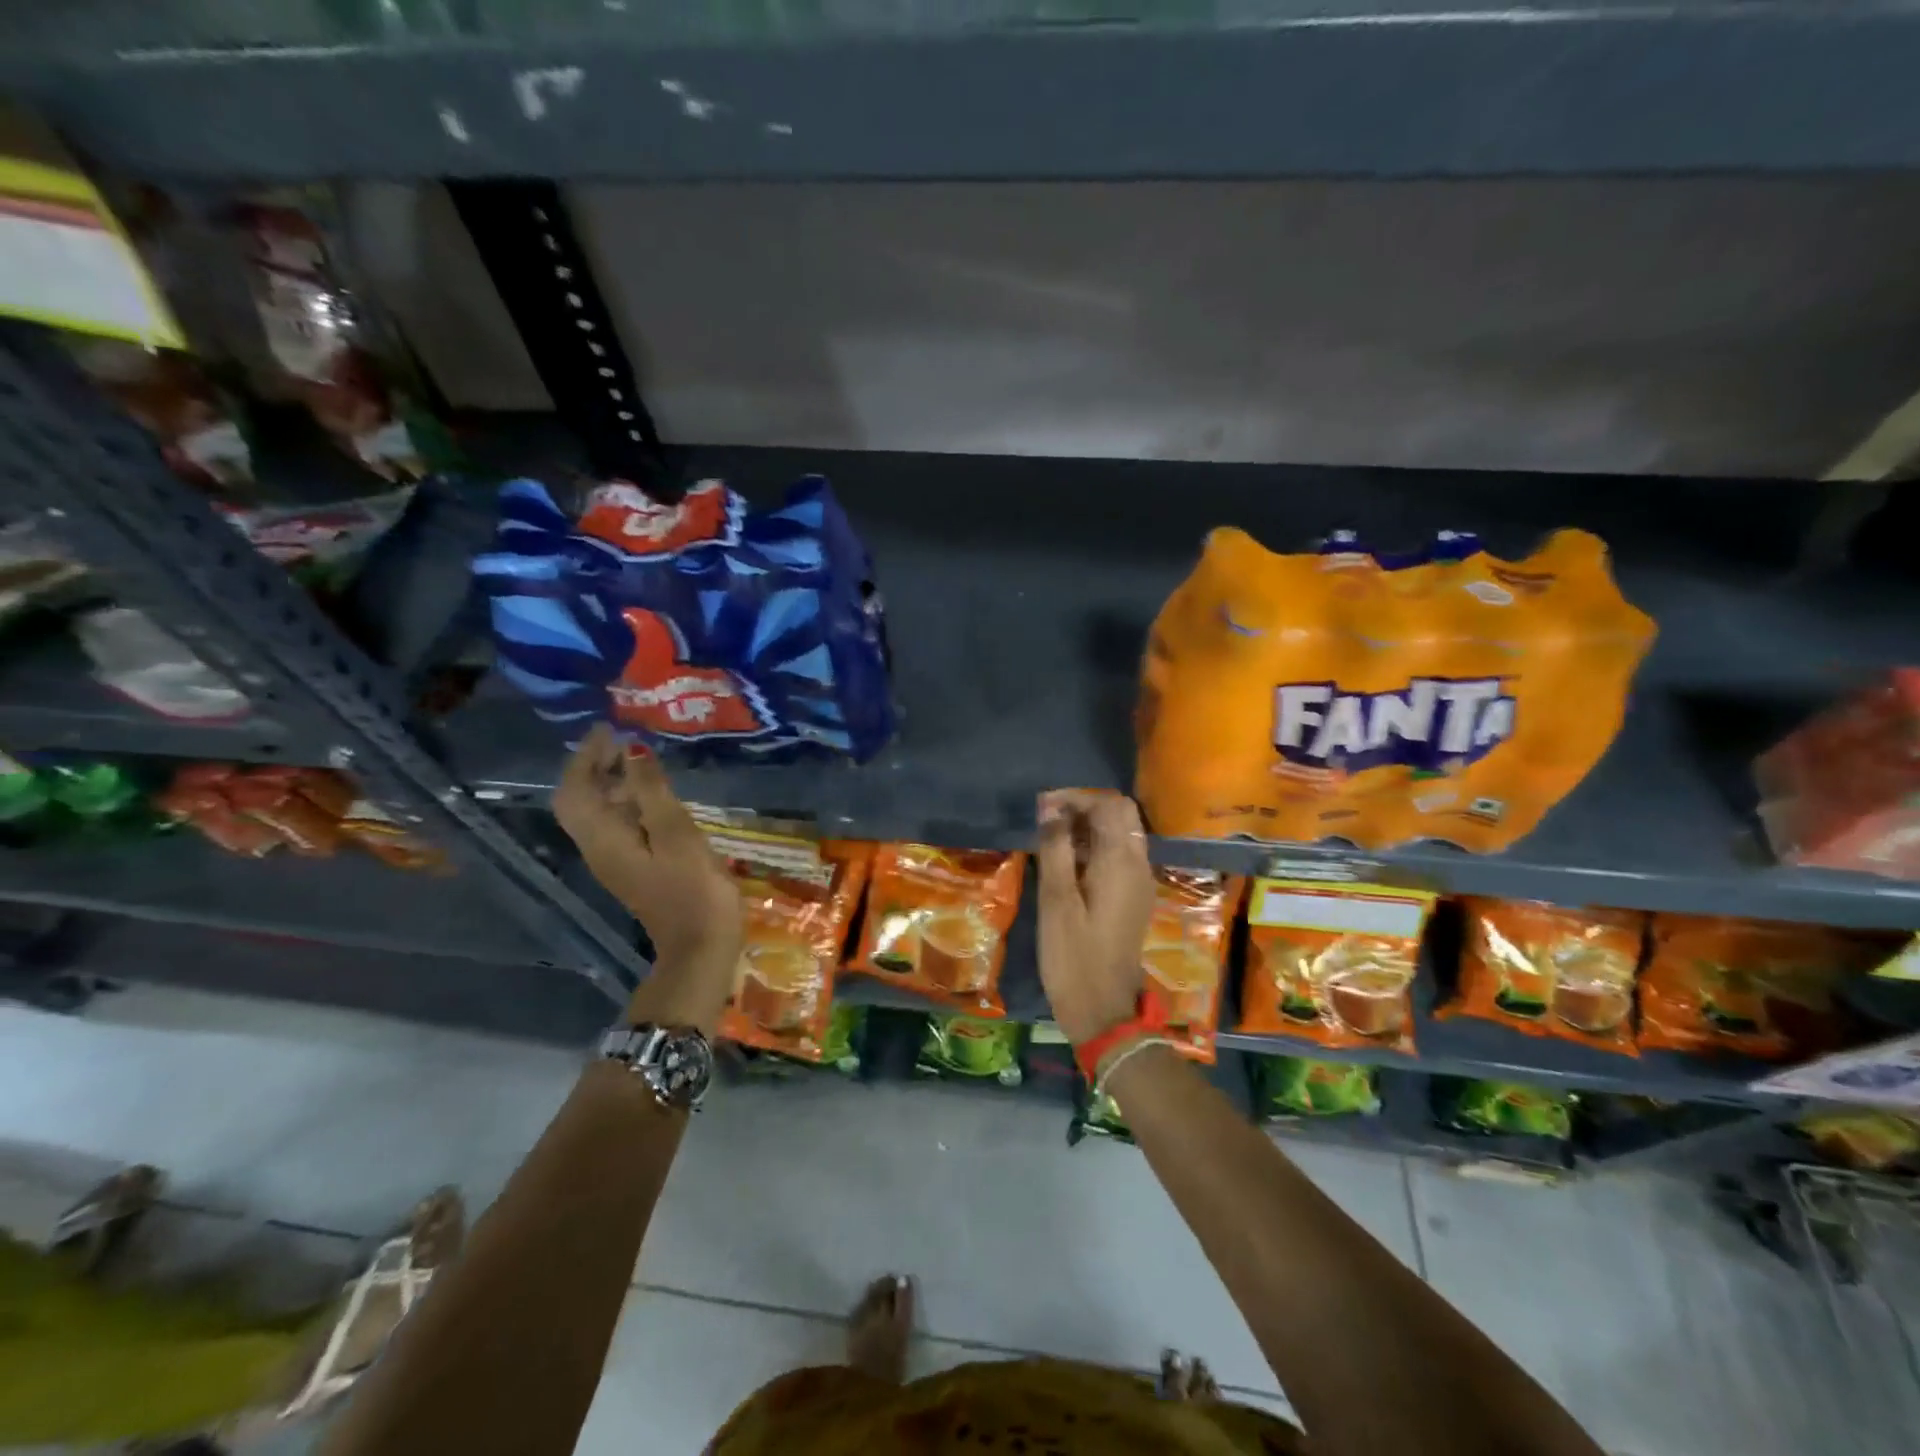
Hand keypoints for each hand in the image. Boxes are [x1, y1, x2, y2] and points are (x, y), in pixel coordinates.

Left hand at [553, 725, 742, 1002]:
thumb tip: (631, 749)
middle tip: (622, 740)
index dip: (585, 756)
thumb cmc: (693, 888)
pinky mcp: (634, 869)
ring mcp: (615, 862)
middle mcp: (598, 848)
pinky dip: (626, 803)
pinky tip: (655, 797)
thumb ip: (652, 790)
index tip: (608, 728)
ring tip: (642, 760)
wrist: (701, 947)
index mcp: (603, 838)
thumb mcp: (676, 832)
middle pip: (580, 800)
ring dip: (611, 783)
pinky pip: (617, 826)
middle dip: (594, 766)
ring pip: (598, 813)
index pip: (575, 789)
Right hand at [1034, 790, 1155, 1045]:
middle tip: (1048, 823)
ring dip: (1089, 828)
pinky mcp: (1134, 897)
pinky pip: (1120, 856)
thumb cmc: (1073, 955)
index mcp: (1121, 861)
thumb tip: (1051, 808)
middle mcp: (1138, 865)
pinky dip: (1096, 848)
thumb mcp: (1056, 900)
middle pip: (1120, 815)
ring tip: (1052, 842)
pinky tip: (1068, 865)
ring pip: (1121, 834)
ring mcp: (1140, 882)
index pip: (1109, 805)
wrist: (1103, 1009)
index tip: (1043, 808)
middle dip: (1085, 809)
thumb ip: (1055, 848)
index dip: (1077, 797)